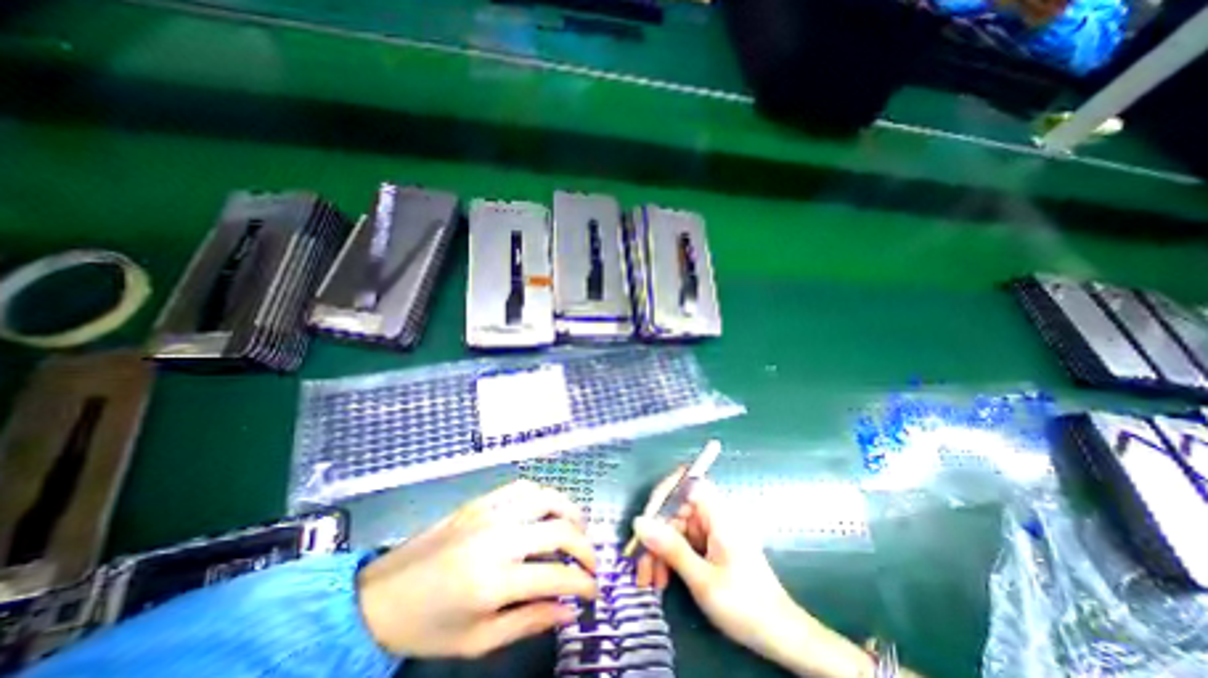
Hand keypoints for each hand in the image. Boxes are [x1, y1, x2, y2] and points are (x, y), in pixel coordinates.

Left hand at [360, 479, 600, 658]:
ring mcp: (489, 513)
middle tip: (591, 561)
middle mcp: (497, 538)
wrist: (379, 597)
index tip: (594, 590)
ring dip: (570, 512)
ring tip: (578, 529)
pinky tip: (547, 511)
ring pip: (546, 498)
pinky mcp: (481, 501)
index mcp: (494, 581)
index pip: (556, 576)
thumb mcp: (477, 640)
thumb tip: (568, 610)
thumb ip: (529, 621)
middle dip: (585, 546)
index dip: (584, 583)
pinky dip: (543, 497)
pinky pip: (523, 488)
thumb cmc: (427, 627)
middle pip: (559, 530)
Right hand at [633, 476, 799, 656]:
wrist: (780, 637)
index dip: (665, 492)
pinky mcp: (710, 546)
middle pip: (676, 510)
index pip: (688, 482)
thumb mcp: (703, 579)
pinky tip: (661, 580)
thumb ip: (671, 548)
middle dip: (656, 535)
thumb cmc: (745, 605)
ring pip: (676, 528)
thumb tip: (639, 522)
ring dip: (659, 551)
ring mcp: (711, 532)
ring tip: (649, 581)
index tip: (646, 518)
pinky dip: (670, 559)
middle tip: (640, 565)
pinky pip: (683, 542)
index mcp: (718, 514)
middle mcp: (714, 516)